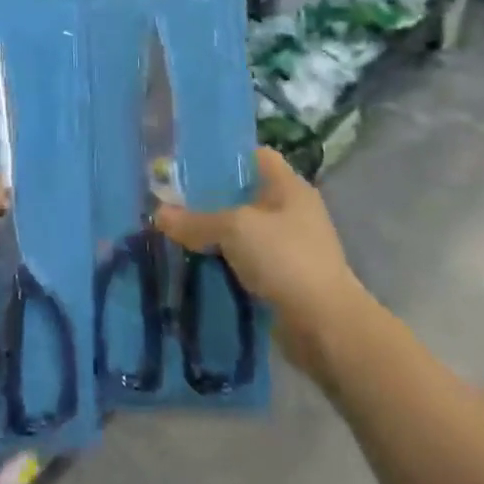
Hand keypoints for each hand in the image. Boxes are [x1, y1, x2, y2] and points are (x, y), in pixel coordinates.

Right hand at [154, 147, 367, 378]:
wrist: (326, 328)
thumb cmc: (286, 259)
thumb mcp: (234, 229)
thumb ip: (196, 220)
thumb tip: (157, 214)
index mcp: (289, 186)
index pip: (255, 155)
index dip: (224, 156)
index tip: (189, 163)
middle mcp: (291, 211)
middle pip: (244, 195)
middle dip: (210, 199)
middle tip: (172, 199)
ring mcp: (289, 247)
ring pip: (243, 232)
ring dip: (215, 235)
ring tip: (176, 232)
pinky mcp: (283, 279)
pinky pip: (246, 262)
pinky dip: (224, 263)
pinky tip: (195, 265)